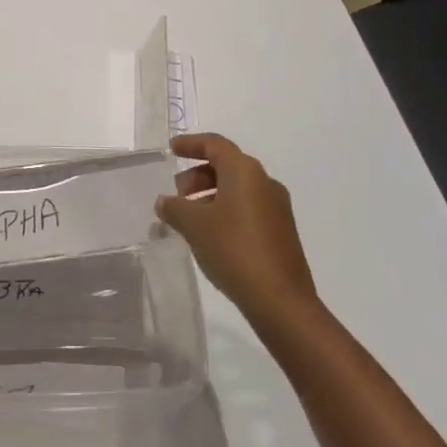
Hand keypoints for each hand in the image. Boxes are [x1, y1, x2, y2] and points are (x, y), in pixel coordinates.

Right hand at [156, 133, 317, 323]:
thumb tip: (165, 202)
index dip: (190, 144)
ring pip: (237, 189)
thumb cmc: (234, 250)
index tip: (171, 150)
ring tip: (189, 219)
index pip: (215, 144)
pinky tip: (210, 236)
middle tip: (177, 195)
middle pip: (226, 166)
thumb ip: (174, 208)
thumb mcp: (194, 226)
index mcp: (245, 171)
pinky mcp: (281, 232)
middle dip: (197, 175)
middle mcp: (264, 182)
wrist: (282, 302)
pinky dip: (225, 212)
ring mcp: (276, 208)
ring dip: (210, 196)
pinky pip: (247, 209)